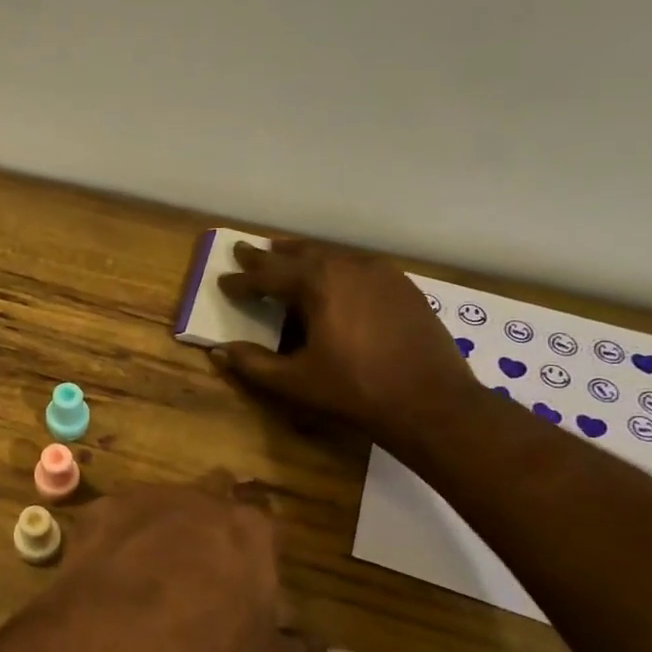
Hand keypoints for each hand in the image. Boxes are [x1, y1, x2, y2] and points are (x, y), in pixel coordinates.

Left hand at [27, 478, 353, 651]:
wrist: (121, 638)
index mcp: (249, 530)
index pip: (263, 522)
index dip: (255, 542)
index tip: (246, 565)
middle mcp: (201, 500)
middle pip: (214, 494)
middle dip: (211, 517)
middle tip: (202, 552)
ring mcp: (147, 498)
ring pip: (161, 500)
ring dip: (161, 522)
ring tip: (149, 562)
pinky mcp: (102, 509)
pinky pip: (114, 516)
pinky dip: (116, 535)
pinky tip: (108, 566)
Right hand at [213, 240, 476, 446]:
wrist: (431, 401)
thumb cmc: (355, 390)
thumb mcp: (295, 381)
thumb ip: (253, 364)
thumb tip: (220, 351)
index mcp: (317, 284)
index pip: (267, 276)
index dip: (242, 281)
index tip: (222, 280)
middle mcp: (347, 267)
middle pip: (299, 255)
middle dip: (268, 256)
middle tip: (244, 250)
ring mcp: (380, 273)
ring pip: (331, 256)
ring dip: (303, 256)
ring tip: (284, 254)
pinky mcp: (403, 286)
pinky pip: (358, 267)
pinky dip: (335, 268)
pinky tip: (333, 277)